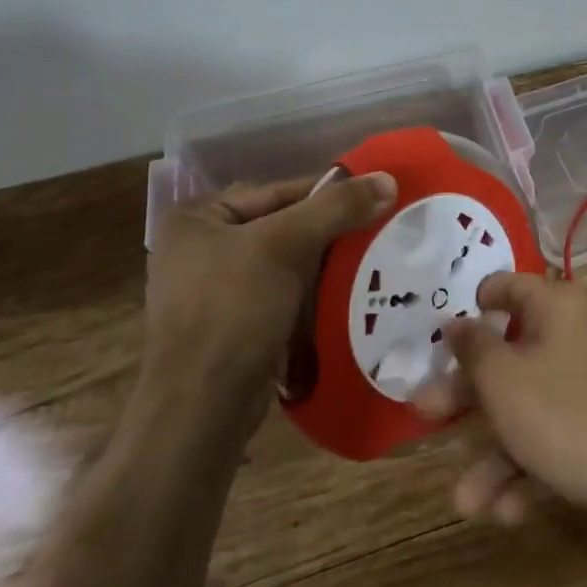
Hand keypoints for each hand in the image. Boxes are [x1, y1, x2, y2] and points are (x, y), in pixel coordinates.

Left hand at [145, 172, 395, 427]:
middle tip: (380, 226)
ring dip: (326, 264)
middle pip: (282, 226)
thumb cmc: (233, 310)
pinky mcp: (235, 325)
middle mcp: (200, 248)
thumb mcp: (286, 245)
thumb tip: (389, 179)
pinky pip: (283, 295)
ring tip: (375, 258)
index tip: (375, 195)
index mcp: (197, 218)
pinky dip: (314, 293)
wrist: (204, 407)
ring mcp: (215, 290)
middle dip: (330, 231)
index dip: (328, 192)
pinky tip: (349, 293)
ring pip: (287, 263)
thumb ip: (337, 208)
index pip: (276, 191)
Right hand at [414, 272, 586, 529]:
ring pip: (529, 405)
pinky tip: (506, 511)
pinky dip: (530, 466)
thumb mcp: (503, 380)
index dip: (475, 303)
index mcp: (559, 306)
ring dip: (494, 452)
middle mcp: (578, 334)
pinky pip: (556, 434)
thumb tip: (455, 322)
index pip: (510, 287)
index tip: (445, 329)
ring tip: (465, 502)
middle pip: (510, 355)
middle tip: (425, 413)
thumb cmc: (565, 416)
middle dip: (467, 395)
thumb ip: (472, 349)